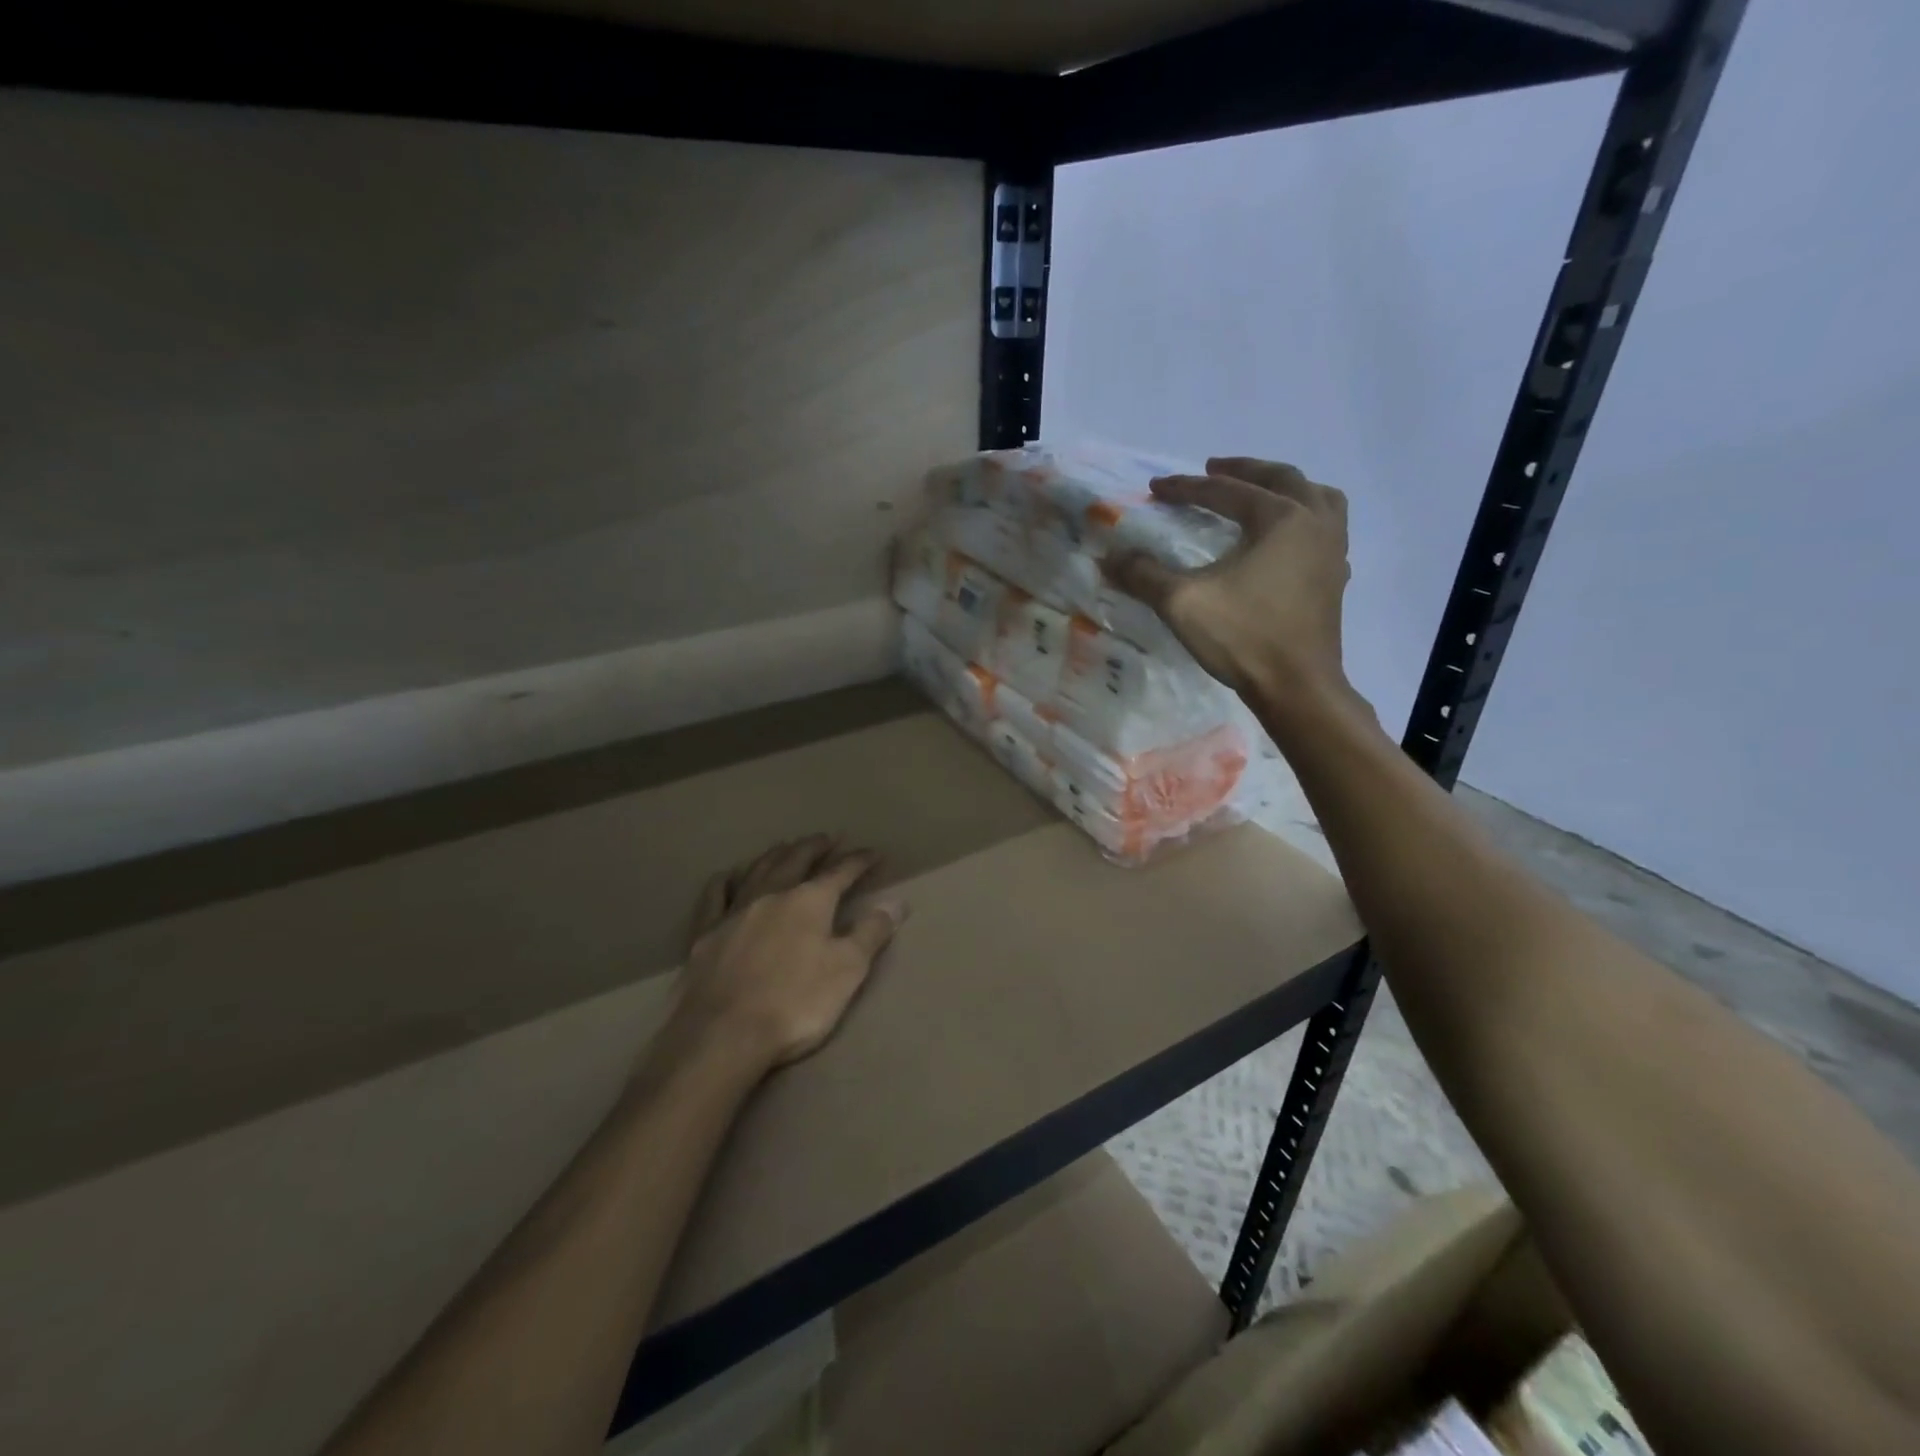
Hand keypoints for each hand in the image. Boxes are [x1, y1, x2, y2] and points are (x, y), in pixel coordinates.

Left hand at [668, 835, 907, 1072]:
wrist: (723, 1035)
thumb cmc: (795, 1003)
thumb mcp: (848, 970)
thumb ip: (872, 932)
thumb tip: (897, 902)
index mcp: (809, 901)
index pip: (841, 872)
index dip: (860, 861)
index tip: (874, 853)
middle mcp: (772, 895)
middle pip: (796, 860)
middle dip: (815, 847)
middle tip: (828, 838)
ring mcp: (734, 912)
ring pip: (757, 870)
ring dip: (775, 855)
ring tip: (786, 846)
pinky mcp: (705, 934)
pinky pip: (714, 897)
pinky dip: (724, 882)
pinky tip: (727, 877)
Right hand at [1104, 457, 1352, 712]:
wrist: (1297, 687)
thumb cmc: (1243, 638)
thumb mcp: (1182, 603)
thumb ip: (1144, 574)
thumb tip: (1111, 558)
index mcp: (1280, 517)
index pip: (1225, 491)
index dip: (1185, 487)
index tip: (1155, 488)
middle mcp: (1314, 522)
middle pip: (1280, 478)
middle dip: (1242, 470)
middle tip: (1212, 469)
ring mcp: (1332, 550)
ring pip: (1317, 496)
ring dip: (1286, 487)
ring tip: (1261, 492)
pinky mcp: (1336, 577)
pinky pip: (1327, 528)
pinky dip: (1306, 518)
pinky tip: (1288, 538)